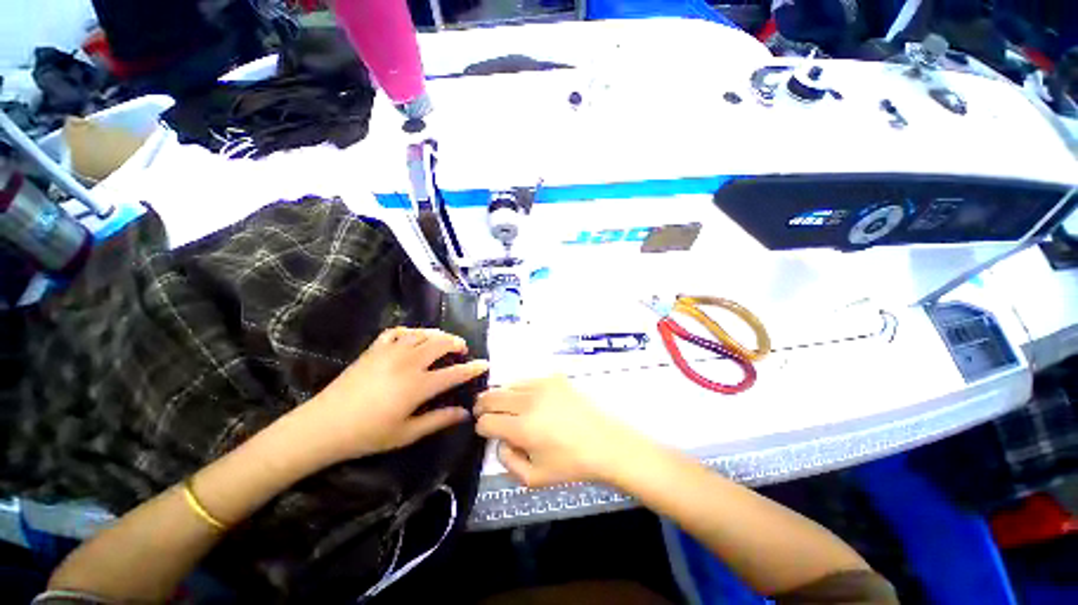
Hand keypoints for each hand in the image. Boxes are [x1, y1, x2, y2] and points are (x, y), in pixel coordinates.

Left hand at [292, 327, 488, 464]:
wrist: (322, 426)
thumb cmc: (367, 435)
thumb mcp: (407, 434)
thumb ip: (438, 420)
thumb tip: (465, 413)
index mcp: (418, 385)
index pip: (454, 372)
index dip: (472, 368)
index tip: (484, 364)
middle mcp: (408, 363)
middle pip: (441, 344)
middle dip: (457, 343)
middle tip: (462, 350)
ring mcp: (390, 352)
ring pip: (422, 334)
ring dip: (438, 335)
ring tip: (443, 342)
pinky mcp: (374, 349)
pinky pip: (398, 332)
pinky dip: (411, 332)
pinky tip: (414, 338)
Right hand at [474, 376, 644, 486]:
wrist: (605, 442)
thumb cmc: (571, 464)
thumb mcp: (534, 478)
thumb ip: (507, 461)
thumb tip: (499, 440)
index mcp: (522, 428)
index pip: (486, 421)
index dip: (482, 427)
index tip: (486, 431)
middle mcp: (529, 401)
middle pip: (492, 397)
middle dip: (483, 406)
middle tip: (485, 413)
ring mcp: (542, 385)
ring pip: (508, 385)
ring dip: (503, 396)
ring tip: (509, 407)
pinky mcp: (554, 378)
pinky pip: (528, 380)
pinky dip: (523, 390)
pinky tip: (531, 400)